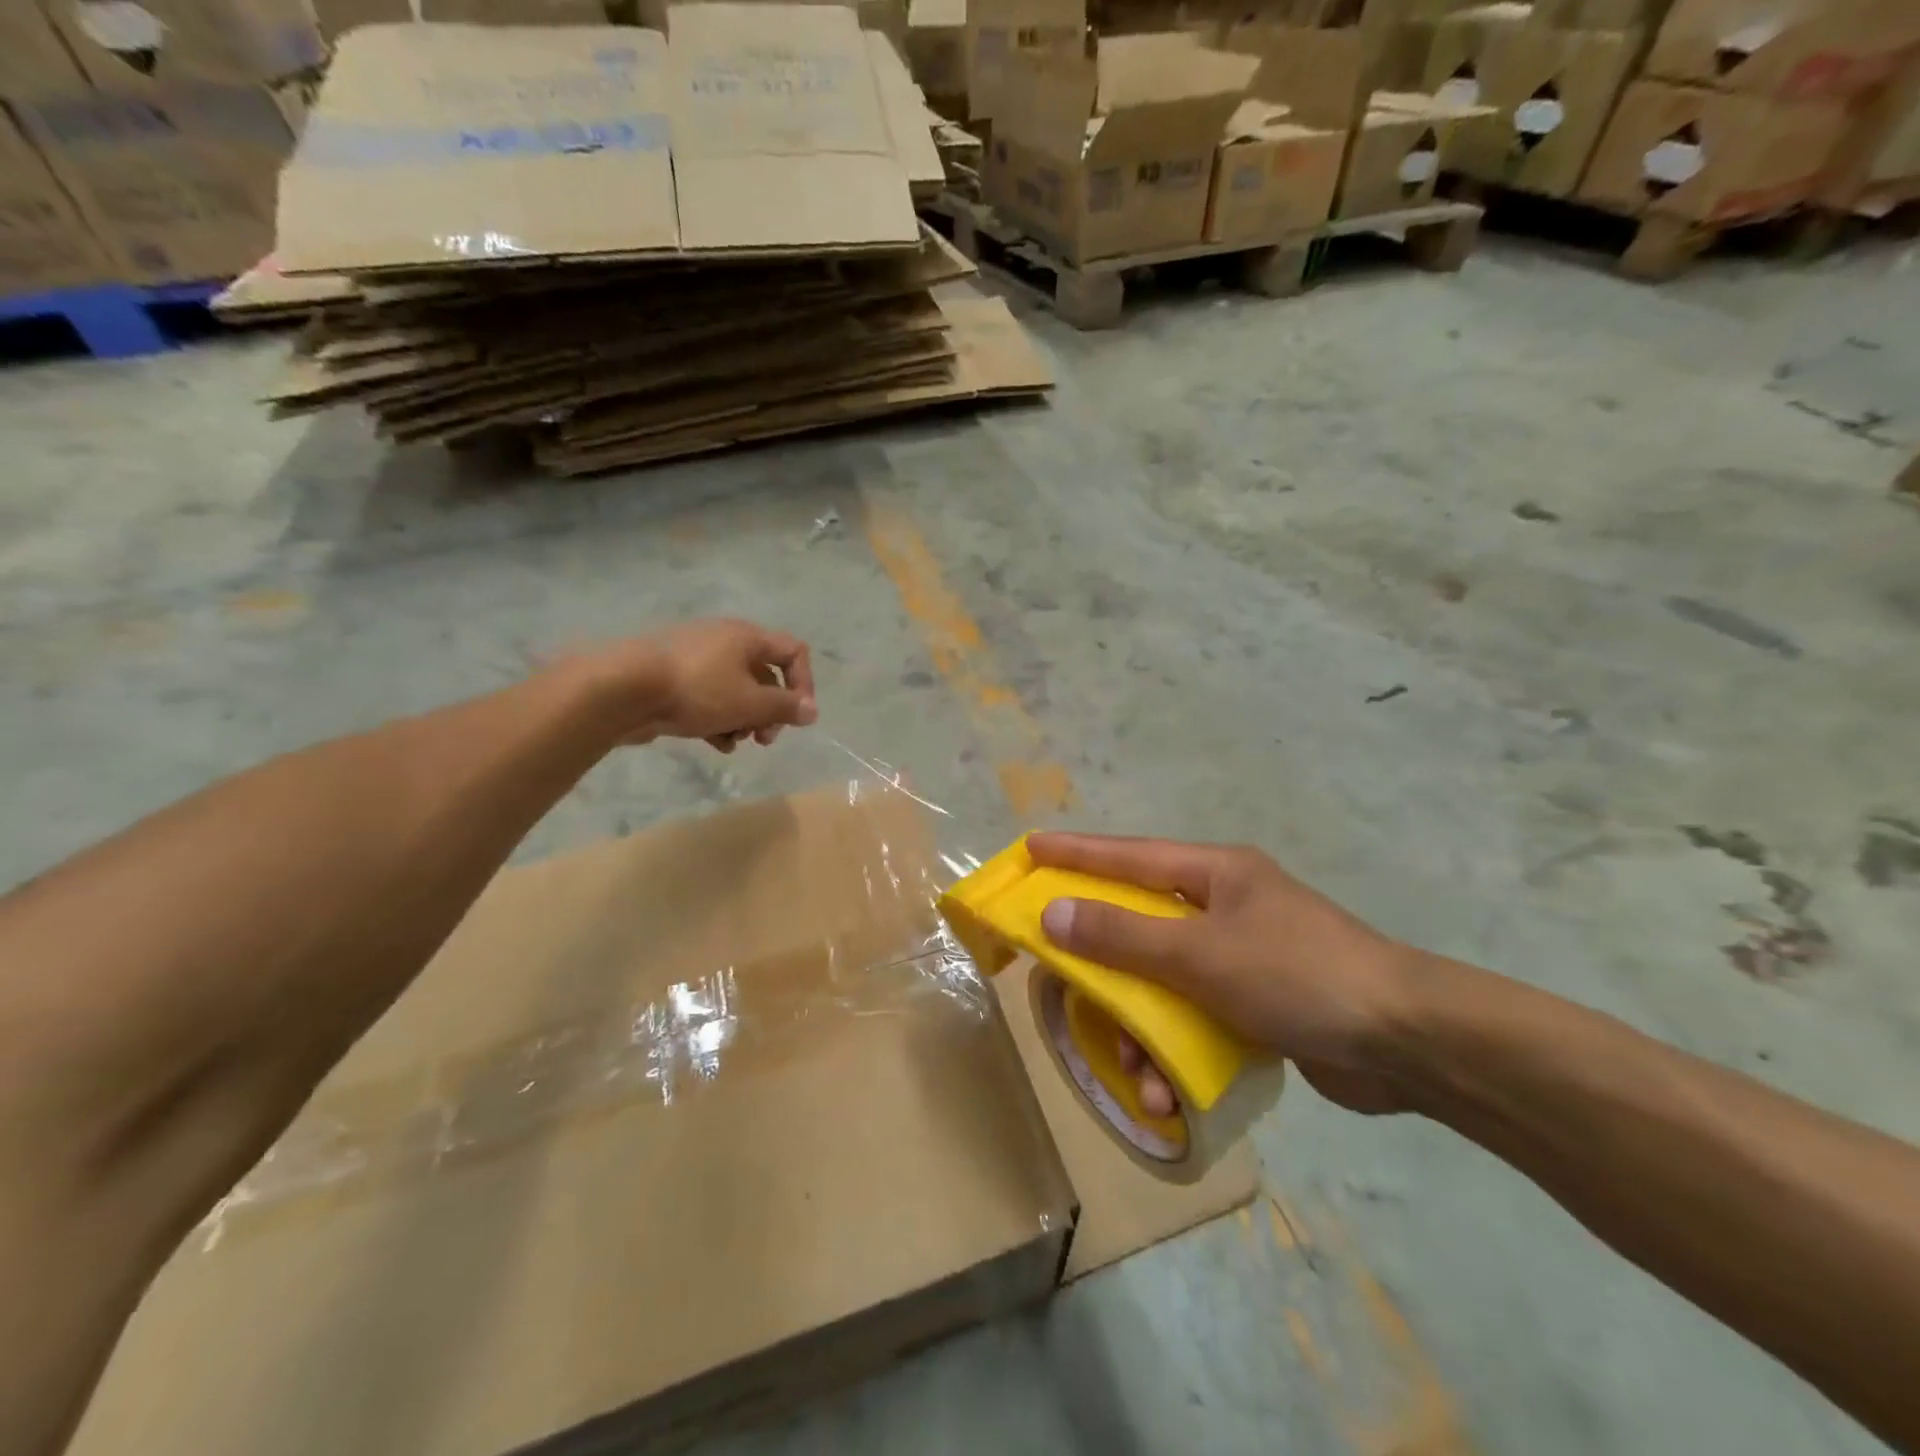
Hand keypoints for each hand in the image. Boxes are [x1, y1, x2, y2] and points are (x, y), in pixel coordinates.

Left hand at [574, 619, 816, 751]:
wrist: (622, 689)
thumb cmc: (697, 690)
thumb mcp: (749, 703)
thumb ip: (785, 708)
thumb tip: (812, 711)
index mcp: (747, 638)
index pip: (793, 651)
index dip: (804, 683)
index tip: (796, 716)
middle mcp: (724, 641)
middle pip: (764, 676)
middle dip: (770, 711)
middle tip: (764, 738)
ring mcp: (697, 660)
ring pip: (736, 691)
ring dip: (745, 720)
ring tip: (735, 742)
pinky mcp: (674, 680)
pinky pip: (709, 699)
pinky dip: (719, 720)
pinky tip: (715, 743)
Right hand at [1027, 834, 1414, 1115]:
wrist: (1411, 1045)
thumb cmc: (1298, 975)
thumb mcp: (1201, 953)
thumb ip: (1123, 935)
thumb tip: (1053, 914)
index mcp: (1214, 874)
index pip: (1128, 855)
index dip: (1075, 853)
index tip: (1030, 849)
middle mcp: (1224, 906)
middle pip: (1139, 923)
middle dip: (1102, 962)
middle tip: (1058, 976)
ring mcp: (1242, 956)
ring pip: (1163, 980)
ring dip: (1140, 1027)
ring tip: (1133, 1072)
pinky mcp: (1257, 1003)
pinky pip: (1194, 1017)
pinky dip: (1175, 1050)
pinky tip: (1167, 1093)